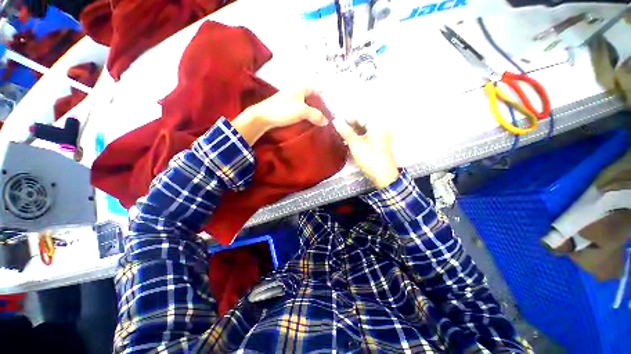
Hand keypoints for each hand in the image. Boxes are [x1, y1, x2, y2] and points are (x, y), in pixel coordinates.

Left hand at [232, 88, 328, 144]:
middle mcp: (297, 91)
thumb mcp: (302, 111)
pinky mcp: (287, 108)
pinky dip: (306, 116)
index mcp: (302, 88)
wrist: (263, 116)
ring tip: (318, 122)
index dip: (325, 100)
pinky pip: (301, 110)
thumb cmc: (283, 110)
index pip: (318, 91)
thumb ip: (316, 115)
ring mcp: (291, 99)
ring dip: (312, 113)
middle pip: (313, 98)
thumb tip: (326, 121)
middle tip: (325, 118)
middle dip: (319, 108)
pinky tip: (308, 122)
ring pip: (306, 105)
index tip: (329, 111)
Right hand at [333, 120, 398, 188]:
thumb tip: (336, 121)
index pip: (359, 116)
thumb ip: (346, 132)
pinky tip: (348, 141)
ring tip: (341, 136)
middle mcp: (380, 127)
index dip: (347, 118)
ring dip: (352, 132)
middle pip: (362, 122)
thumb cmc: (370, 158)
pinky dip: (357, 137)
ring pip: (363, 129)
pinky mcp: (378, 143)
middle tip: (337, 130)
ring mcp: (380, 135)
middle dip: (349, 125)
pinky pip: (366, 135)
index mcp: (377, 125)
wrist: (383, 175)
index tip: (336, 122)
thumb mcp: (355, 145)